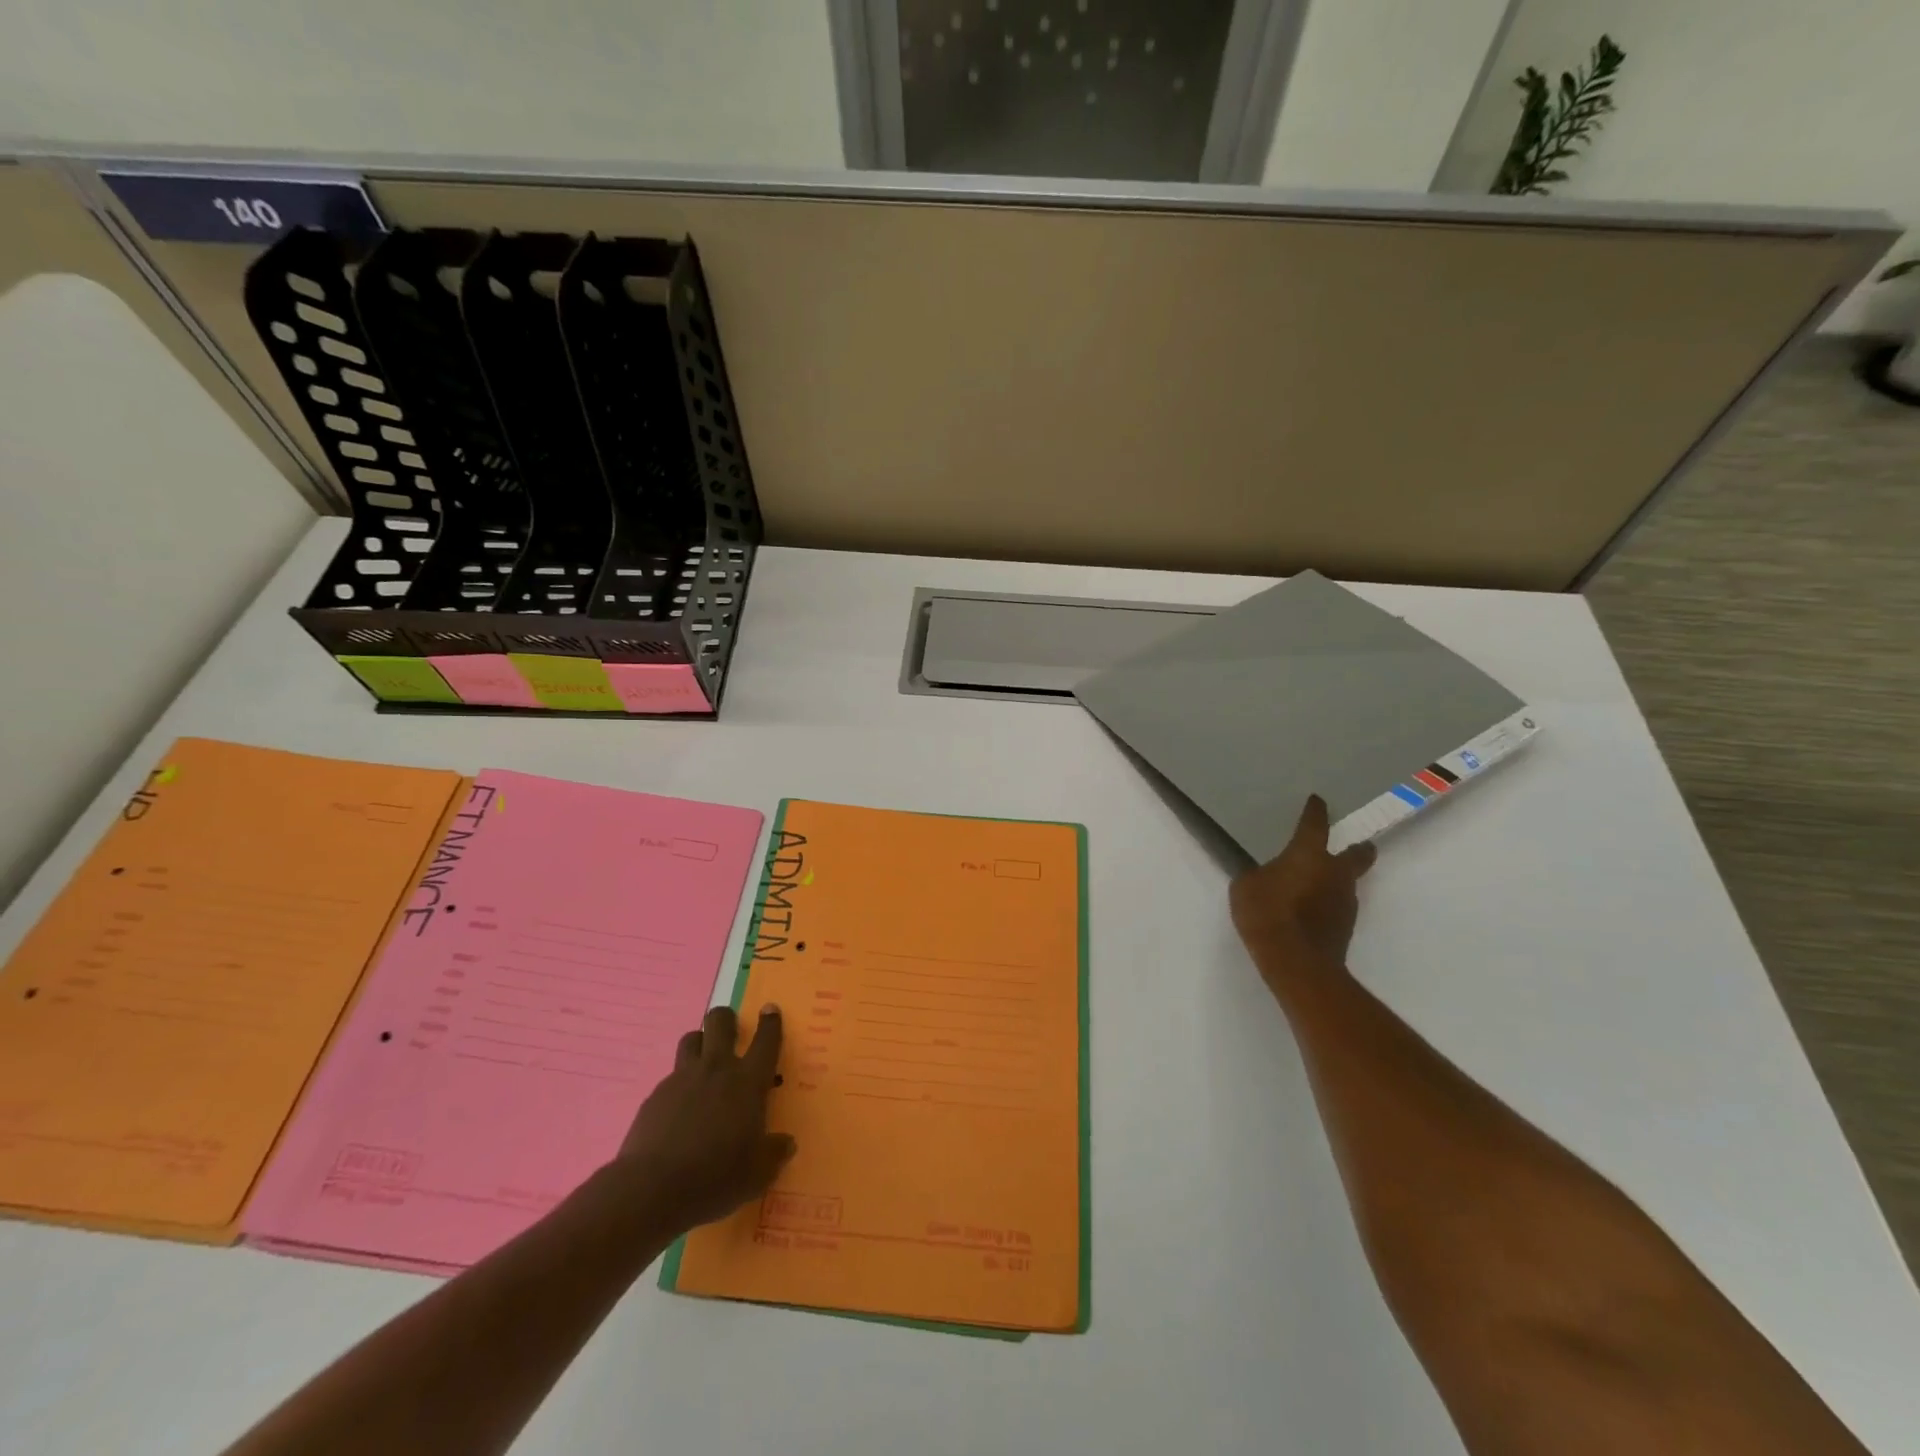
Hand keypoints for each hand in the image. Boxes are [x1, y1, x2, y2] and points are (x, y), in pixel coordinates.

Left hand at [614, 1004, 795, 1234]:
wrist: (652, 1189)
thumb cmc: (715, 1177)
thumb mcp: (757, 1174)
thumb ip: (774, 1154)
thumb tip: (786, 1144)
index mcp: (748, 1082)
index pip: (766, 1040)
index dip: (770, 1022)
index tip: (770, 1010)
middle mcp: (716, 1070)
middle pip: (720, 1022)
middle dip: (726, 1019)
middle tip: (731, 1031)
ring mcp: (682, 1079)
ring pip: (691, 1039)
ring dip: (700, 1043)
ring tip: (703, 1063)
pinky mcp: (655, 1095)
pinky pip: (671, 1076)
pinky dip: (679, 1084)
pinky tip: (678, 1110)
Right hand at [1229, 795, 1376, 983]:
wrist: (1297, 962)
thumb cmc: (1268, 913)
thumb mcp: (1246, 887)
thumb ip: (1257, 875)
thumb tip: (1265, 876)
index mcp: (1309, 854)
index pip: (1315, 824)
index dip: (1315, 811)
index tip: (1318, 801)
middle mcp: (1335, 873)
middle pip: (1358, 854)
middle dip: (1358, 848)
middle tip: (1355, 845)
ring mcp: (1345, 901)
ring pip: (1348, 883)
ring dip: (1336, 881)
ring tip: (1315, 886)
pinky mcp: (1345, 927)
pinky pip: (1337, 907)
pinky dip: (1327, 905)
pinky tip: (1310, 912)